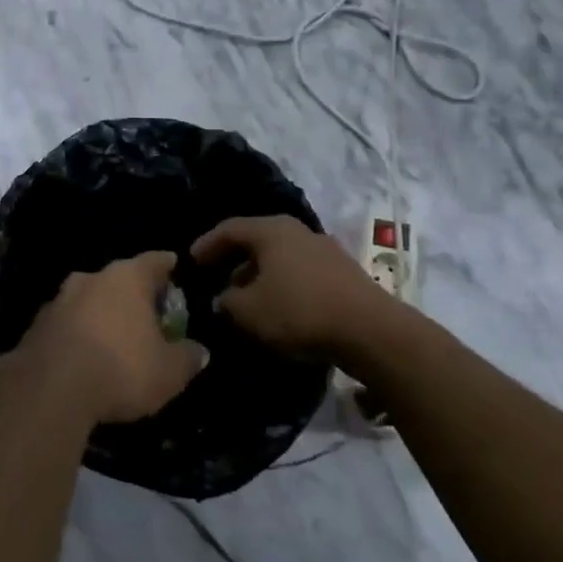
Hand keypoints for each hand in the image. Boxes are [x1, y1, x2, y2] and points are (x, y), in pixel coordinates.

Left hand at [17, 251, 208, 425]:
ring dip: (101, 314)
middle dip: (132, 295)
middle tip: (147, 314)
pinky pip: (66, 324)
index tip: (173, 267)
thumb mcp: (169, 372)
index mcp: (127, 278)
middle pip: (118, 280)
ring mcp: (58, 299)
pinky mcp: (35, 326)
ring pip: (88, 300)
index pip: (154, 261)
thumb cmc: (121, 369)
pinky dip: (78, 334)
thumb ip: (187, 356)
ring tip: (114, 338)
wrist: (49, 388)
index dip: (166, 266)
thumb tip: (198, 350)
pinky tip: (84, 357)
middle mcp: (91, 278)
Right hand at [191, 215, 401, 373]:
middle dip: (234, 260)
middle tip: (217, 279)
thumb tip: (223, 298)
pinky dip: (283, 284)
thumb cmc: (299, 311)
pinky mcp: (343, 273)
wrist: (372, 332)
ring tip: (246, 299)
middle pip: (257, 240)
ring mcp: (325, 250)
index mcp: (271, 230)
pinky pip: (300, 272)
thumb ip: (226, 302)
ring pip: (280, 257)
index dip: (206, 244)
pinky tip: (279, 307)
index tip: (191, 261)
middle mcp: (298, 231)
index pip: (229, 229)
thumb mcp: (248, 311)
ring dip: (259, 275)